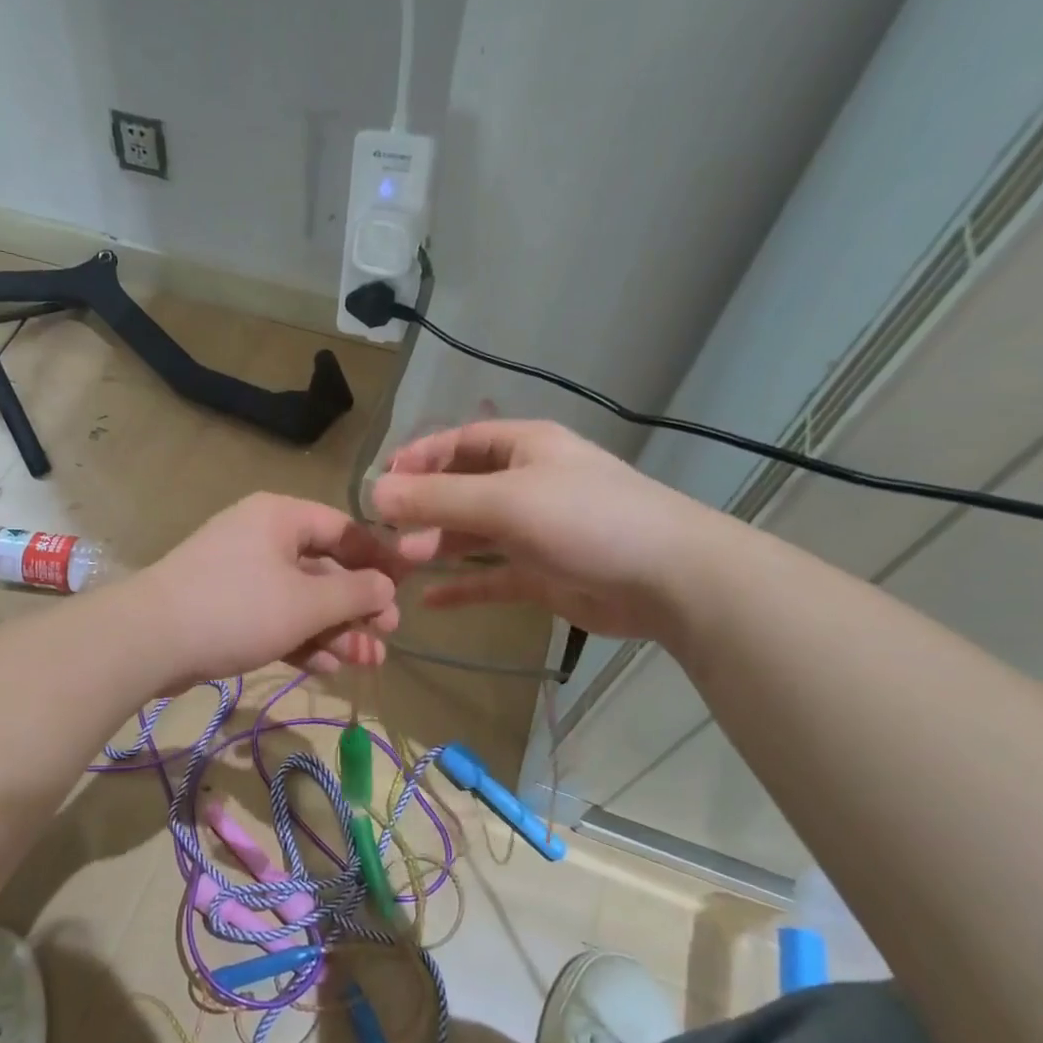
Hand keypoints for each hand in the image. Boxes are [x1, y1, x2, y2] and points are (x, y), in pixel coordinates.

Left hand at [131, 493, 428, 689]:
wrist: (149, 641)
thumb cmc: (237, 608)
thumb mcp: (306, 602)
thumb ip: (354, 594)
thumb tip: (387, 587)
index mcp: (281, 517)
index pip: (343, 529)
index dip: (378, 558)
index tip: (405, 588)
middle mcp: (262, 538)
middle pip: (324, 568)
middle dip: (358, 606)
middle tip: (387, 635)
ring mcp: (241, 575)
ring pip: (301, 599)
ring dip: (335, 630)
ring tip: (367, 661)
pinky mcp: (226, 609)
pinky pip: (275, 618)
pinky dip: (301, 639)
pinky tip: (328, 667)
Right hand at [369, 420, 730, 641]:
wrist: (667, 579)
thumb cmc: (586, 520)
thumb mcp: (506, 502)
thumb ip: (438, 499)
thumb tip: (374, 493)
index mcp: (525, 448)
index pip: (460, 442)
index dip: (419, 457)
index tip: (381, 482)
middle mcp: (528, 484)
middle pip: (462, 490)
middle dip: (422, 509)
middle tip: (383, 535)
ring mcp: (536, 531)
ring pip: (474, 535)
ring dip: (437, 546)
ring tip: (400, 565)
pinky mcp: (542, 574)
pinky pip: (492, 577)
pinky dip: (464, 586)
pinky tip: (432, 601)